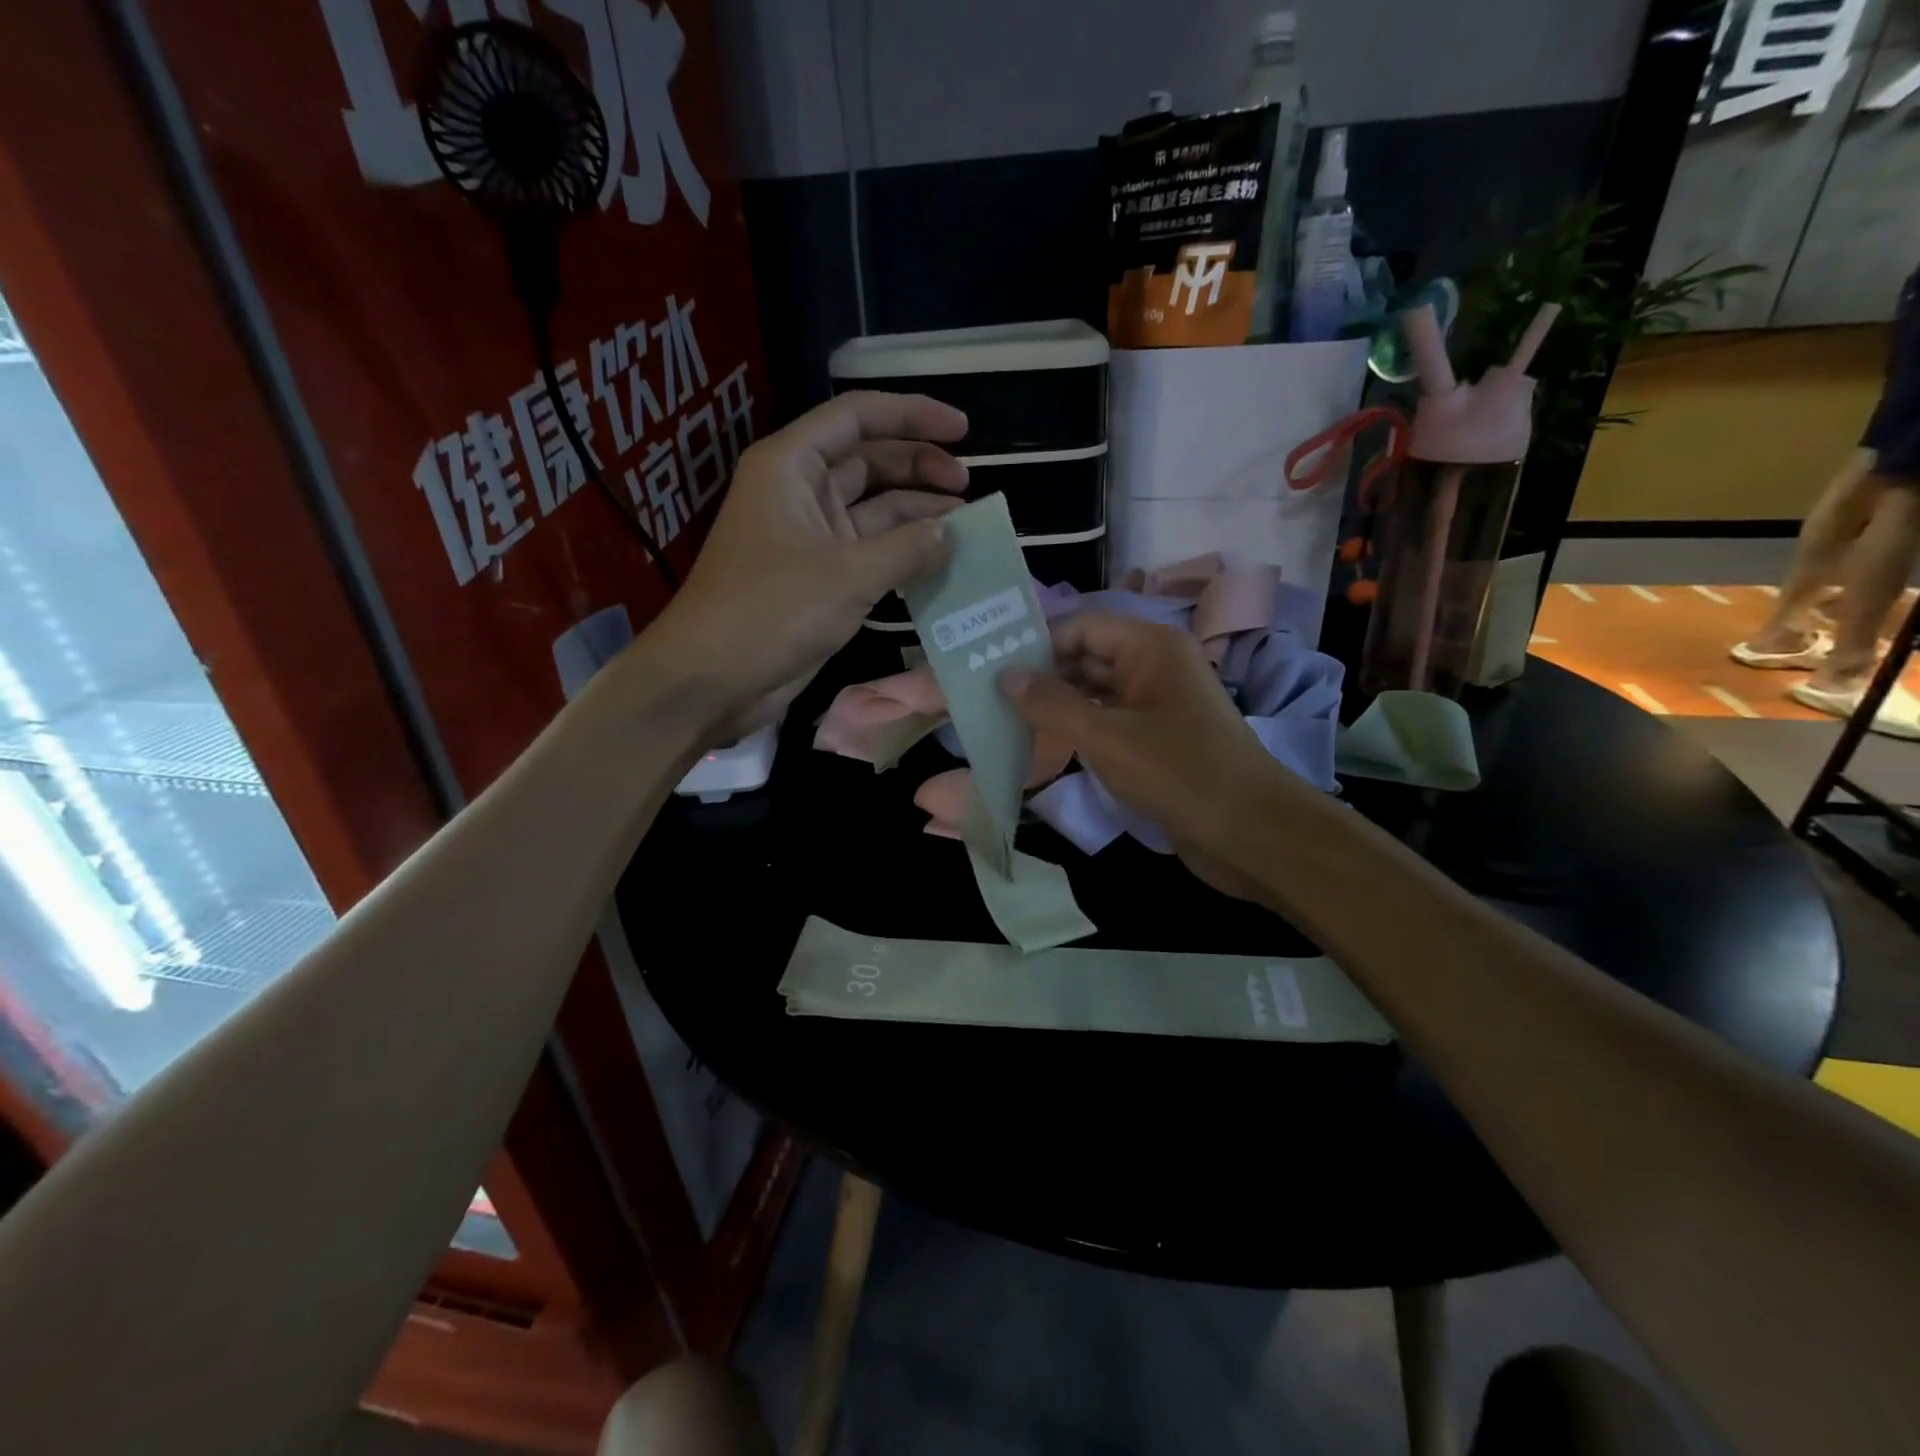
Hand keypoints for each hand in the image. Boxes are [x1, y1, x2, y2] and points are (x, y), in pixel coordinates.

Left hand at [640, 391, 967, 735]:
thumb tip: (948, 533)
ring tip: (965, 525)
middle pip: (868, 461)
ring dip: (916, 514)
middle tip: (968, 485)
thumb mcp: (847, 575)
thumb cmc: (771, 612)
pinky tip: (940, 561)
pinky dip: (902, 554)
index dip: (912, 414)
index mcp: (791, 466)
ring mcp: (810, 537)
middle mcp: (800, 492)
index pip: (857, 418)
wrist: (713, 679)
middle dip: (918, 467)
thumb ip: (906, 549)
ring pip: (872, 509)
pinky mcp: (818, 578)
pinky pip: (869, 552)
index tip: (962, 429)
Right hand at [1003, 613, 1296, 898]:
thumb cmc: (1179, 772)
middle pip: (1087, 658)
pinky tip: (1043, 748)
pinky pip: (1109, 724)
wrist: (1250, 833)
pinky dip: (1078, 732)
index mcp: (1150, 647)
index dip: (1039, 644)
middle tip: (990, 700)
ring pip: (1095, 694)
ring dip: (1057, 708)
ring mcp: (1157, 705)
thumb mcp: (1106, 737)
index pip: (1082, 626)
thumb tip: (1006, 676)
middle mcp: (1155, 666)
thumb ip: (1052, 705)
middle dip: (1043, 678)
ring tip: (1006, 723)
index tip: (993, 669)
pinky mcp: (1157, 740)